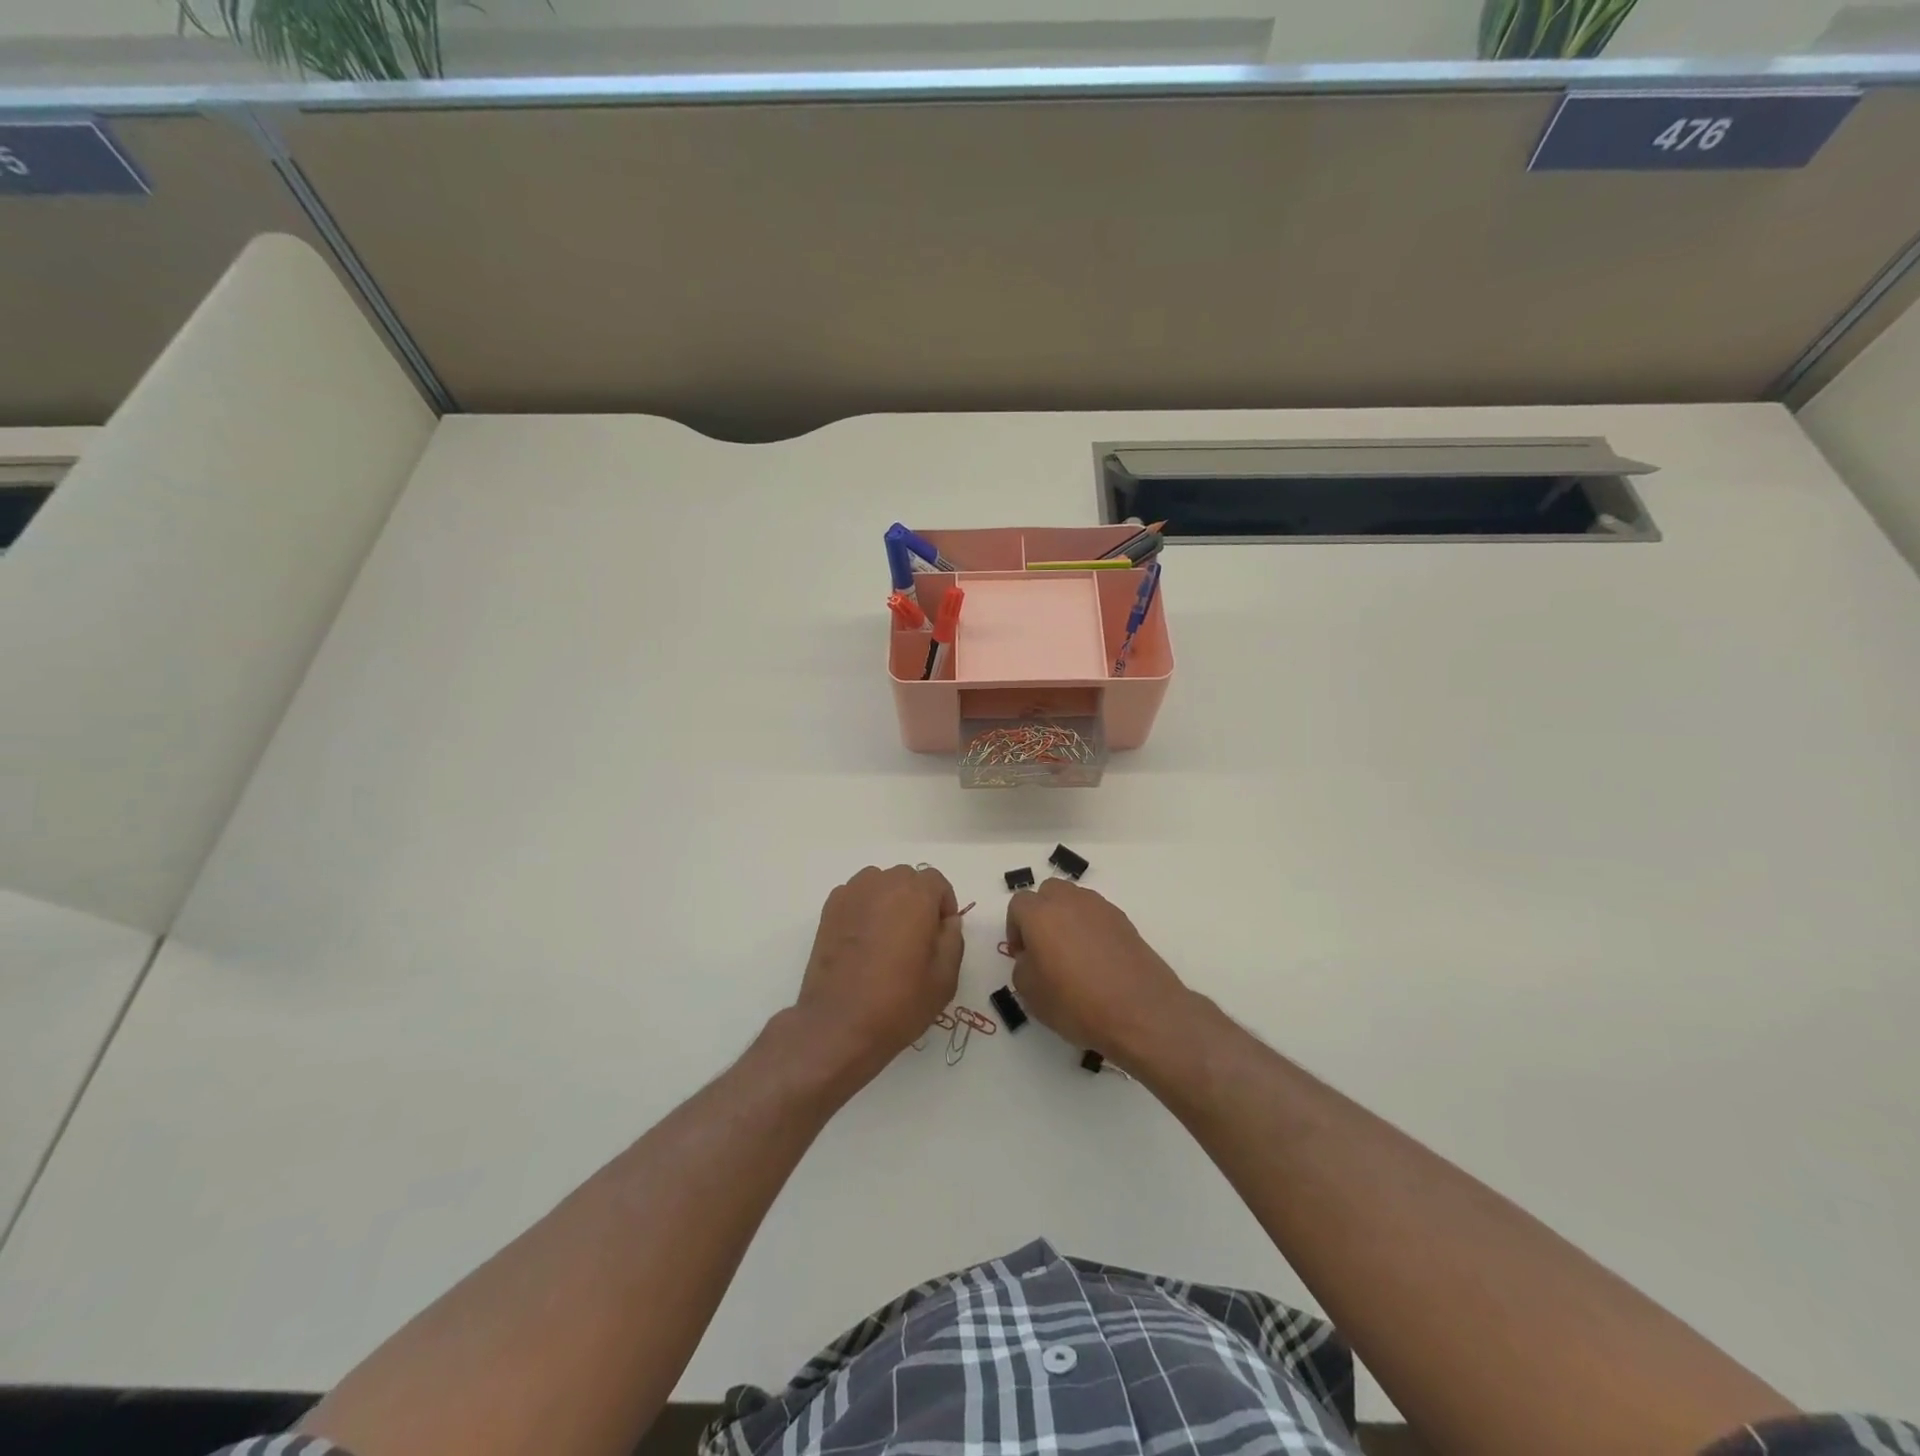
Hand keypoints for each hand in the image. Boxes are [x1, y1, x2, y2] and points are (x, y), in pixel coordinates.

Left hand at [794, 864, 963, 1077]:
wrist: (839, 1024)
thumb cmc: (899, 1001)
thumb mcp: (945, 977)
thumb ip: (953, 939)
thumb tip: (947, 922)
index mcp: (915, 894)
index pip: (937, 882)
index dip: (944, 905)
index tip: (941, 934)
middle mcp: (882, 883)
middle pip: (907, 879)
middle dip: (917, 901)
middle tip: (916, 939)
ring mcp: (851, 894)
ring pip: (879, 885)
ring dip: (889, 902)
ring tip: (887, 939)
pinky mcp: (829, 911)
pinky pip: (856, 898)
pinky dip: (864, 910)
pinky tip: (862, 944)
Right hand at [1006, 880, 1193, 1062]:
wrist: (1141, 1011)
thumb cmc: (1077, 1004)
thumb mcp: (1031, 995)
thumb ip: (1022, 967)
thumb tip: (1033, 957)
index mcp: (1041, 914)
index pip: (1018, 904)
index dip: (1015, 928)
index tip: (1021, 955)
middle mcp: (1070, 901)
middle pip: (1048, 892)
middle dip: (1041, 914)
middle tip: (1043, 948)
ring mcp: (1101, 908)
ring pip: (1075, 901)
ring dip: (1067, 918)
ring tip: (1072, 955)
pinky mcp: (1125, 921)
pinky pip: (1097, 916)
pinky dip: (1091, 929)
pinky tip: (1097, 960)